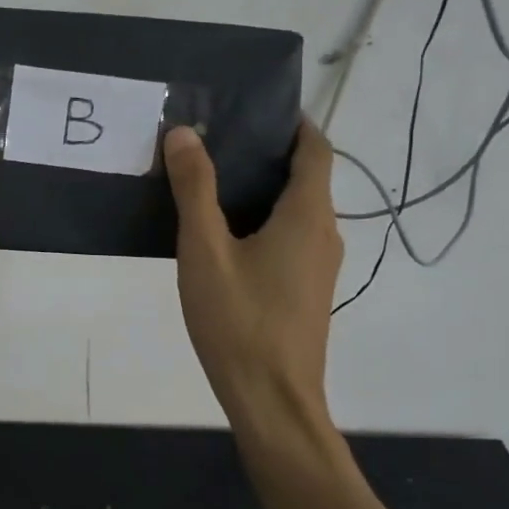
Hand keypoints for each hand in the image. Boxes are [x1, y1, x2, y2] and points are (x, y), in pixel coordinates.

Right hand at [163, 121, 343, 426]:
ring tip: (211, 181)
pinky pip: (292, 238)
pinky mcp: (308, 290)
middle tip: (216, 140)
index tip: (255, 108)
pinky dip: (265, 220)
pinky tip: (224, 235)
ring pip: (298, 210)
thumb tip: (184, 133)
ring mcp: (320, 266)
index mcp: (307, 215)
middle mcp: (325, 233)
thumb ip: (194, 189)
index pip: (316, 149)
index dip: (293, 123)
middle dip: (268, 154)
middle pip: (307, 178)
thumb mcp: (205, 250)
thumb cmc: (239, 321)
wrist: (272, 400)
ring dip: (264, 189)